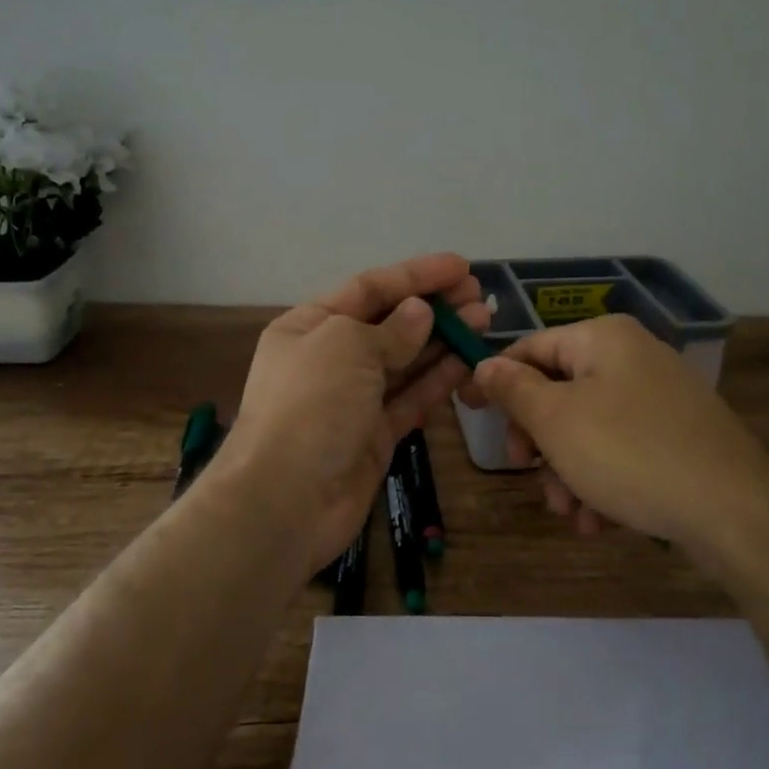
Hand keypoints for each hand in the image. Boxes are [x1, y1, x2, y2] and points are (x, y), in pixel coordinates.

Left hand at [214, 254, 489, 576]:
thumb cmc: (310, 407)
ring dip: (443, 340)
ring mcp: (353, 400)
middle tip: (480, 296)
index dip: (416, 275)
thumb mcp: (347, 348)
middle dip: (434, 307)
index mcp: (309, 326)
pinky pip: (411, 399)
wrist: (285, 501)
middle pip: (390, 323)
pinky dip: (438, 380)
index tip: (461, 267)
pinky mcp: (374, 436)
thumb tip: (420, 314)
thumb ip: (391, 330)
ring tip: (483, 321)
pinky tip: (468, 362)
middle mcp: (329, 359)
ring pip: (405, 361)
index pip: (369, 288)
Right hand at [465, 314, 768, 561]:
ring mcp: (660, 398)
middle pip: (559, 392)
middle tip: (527, 474)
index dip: (496, 381)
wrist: (735, 510)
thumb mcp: (557, 420)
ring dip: (567, 471)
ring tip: (571, 514)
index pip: (530, 348)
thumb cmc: (630, 454)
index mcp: (604, 339)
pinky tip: (599, 521)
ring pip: (588, 429)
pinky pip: (621, 450)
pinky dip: (601, 480)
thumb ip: (514, 389)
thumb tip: (484, 365)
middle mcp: (633, 358)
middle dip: (539, 441)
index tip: (469, 414)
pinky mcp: (678, 436)